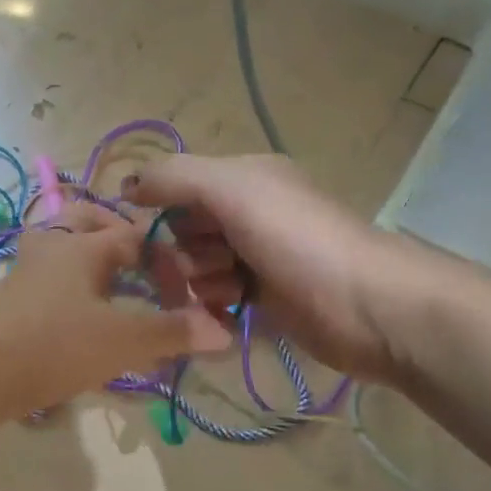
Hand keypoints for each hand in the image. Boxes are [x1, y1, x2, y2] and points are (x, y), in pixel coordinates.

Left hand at [0, 201, 230, 413]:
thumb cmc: (54, 344)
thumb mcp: (122, 340)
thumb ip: (172, 333)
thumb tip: (223, 330)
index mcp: (84, 245)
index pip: (137, 237)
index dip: (169, 260)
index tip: (189, 291)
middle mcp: (53, 248)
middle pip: (85, 219)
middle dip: (116, 231)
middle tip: (141, 257)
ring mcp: (26, 273)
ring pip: (62, 247)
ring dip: (90, 257)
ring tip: (116, 284)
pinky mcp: (11, 301)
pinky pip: (48, 278)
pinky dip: (71, 284)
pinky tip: (83, 314)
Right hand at [124, 155, 429, 382]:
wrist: (363, 305)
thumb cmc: (296, 238)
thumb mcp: (232, 189)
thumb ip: (175, 178)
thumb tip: (127, 185)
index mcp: (244, 178)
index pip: (178, 187)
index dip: (163, 209)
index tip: (154, 233)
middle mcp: (249, 213)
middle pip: (184, 232)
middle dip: (186, 251)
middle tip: (213, 261)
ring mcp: (256, 258)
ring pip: (197, 269)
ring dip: (204, 282)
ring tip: (232, 289)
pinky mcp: (263, 299)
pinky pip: (216, 299)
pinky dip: (216, 306)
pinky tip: (231, 312)